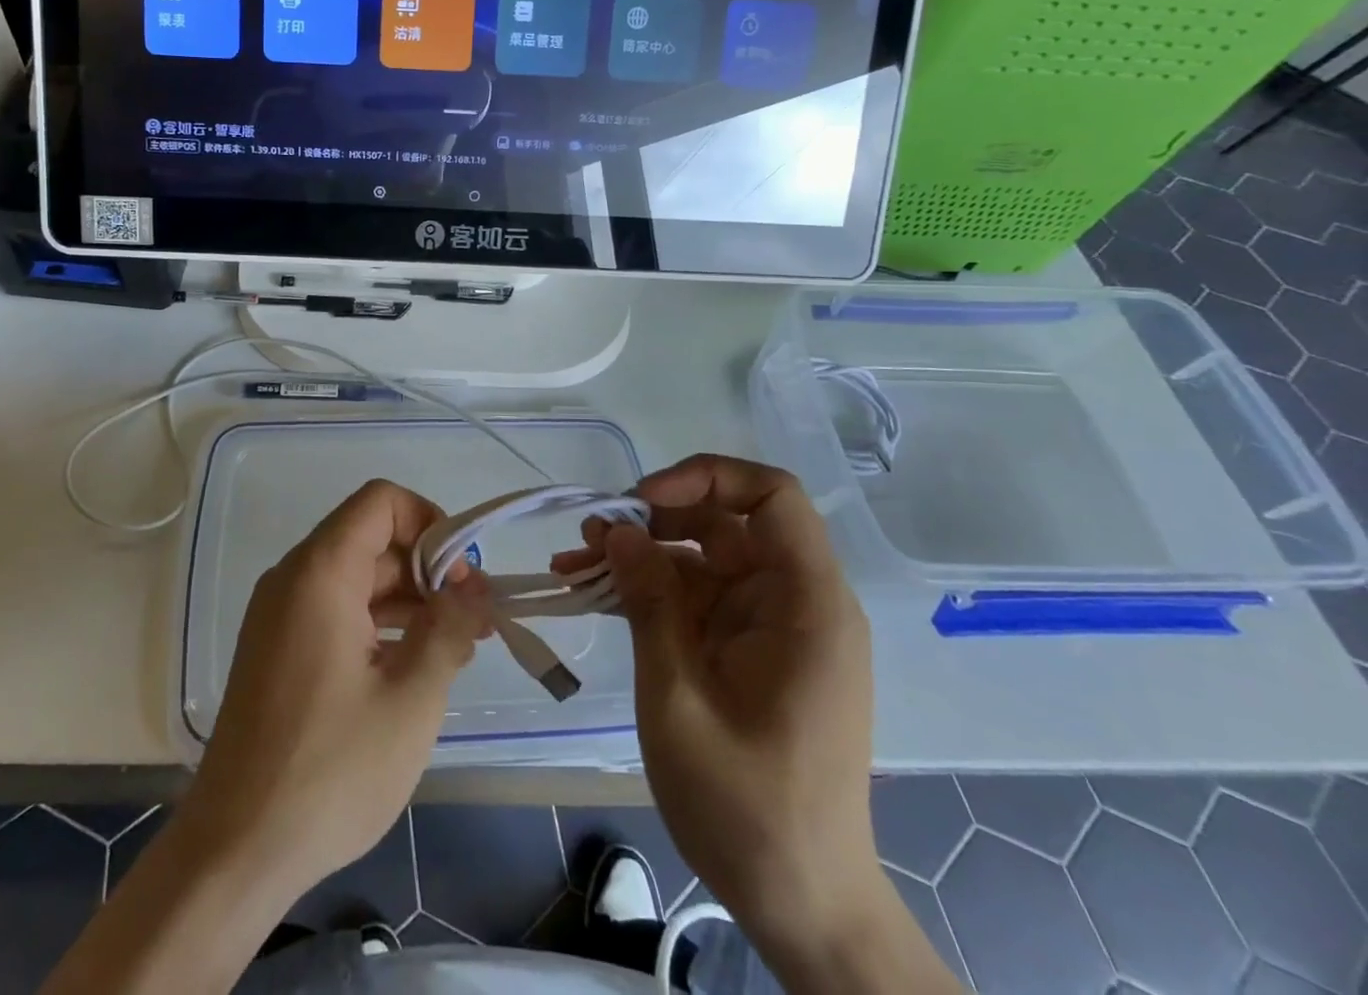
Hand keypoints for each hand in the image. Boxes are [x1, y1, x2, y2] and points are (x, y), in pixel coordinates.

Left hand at [182, 478, 490, 904]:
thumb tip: (472, 591)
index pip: (381, 501)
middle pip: (371, 539)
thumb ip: (450, 629)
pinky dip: (378, 622)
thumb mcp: (411, 699)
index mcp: (321, 572)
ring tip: (457, 644)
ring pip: (356, 577)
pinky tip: (413, 665)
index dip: (430, 522)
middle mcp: (293, 578)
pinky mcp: (277, 649)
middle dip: (428, 568)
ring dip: (408, 599)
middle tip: (474, 618)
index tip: (462, 576)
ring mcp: (280, 615)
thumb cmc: (330, 769)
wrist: (235, 850)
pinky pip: (336, 610)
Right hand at [554, 455, 882, 957]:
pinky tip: (594, 593)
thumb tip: (616, 530)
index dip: (707, 476)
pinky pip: (696, 598)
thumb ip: (649, 603)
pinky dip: (648, 591)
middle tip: (591, 534)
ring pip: (701, 558)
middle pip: (726, 522)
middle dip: (654, 518)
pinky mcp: (747, 649)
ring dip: (640, 555)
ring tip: (574, 562)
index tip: (643, 499)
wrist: (800, 903)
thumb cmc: (747, 806)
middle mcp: (794, 602)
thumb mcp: (680, 697)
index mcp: (806, 604)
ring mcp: (770, 626)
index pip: (773, 496)